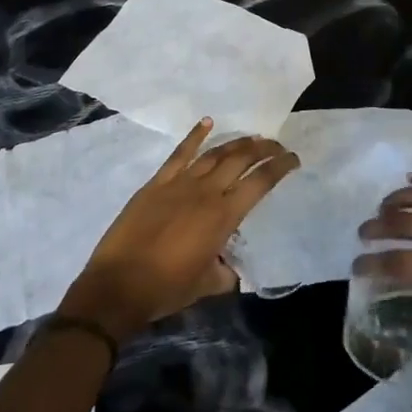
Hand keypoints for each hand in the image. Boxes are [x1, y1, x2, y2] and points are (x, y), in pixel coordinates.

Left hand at [61, 119, 298, 339]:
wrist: (118, 285)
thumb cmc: (166, 289)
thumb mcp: (207, 285)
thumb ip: (225, 271)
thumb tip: (229, 265)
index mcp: (223, 216)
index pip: (260, 182)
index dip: (280, 167)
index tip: (293, 158)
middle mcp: (206, 191)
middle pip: (241, 159)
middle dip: (263, 148)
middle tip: (277, 145)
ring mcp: (180, 183)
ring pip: (215, 153)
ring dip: (236, 143)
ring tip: (252, 137)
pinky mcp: (157, 182)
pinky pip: (180, 153)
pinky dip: (195, 136)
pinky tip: (207, 122)